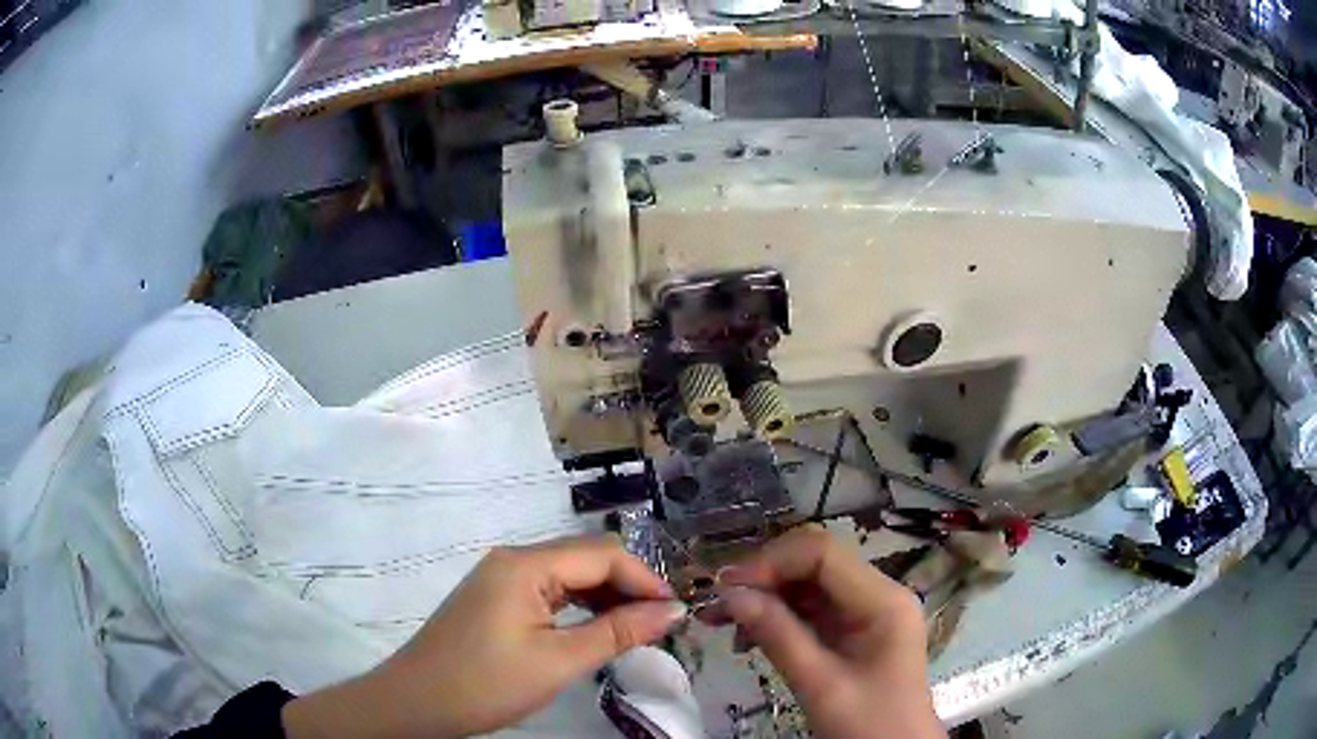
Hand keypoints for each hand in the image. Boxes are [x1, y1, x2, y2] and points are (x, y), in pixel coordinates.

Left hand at [283, 534, 687, 737]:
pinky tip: (595, 629)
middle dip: (628, 587)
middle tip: (660, 625)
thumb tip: (674, 612)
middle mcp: (512, 559)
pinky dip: (579, 607)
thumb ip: (618, 632)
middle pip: (585, 559)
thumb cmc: (486, 683)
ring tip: (635, 630)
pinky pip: (548, 591)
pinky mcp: (495, 598)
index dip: (646, 579)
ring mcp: (500, 578)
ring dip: (605, 598)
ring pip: (568, 575)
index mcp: (525, 564)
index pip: (603, 554)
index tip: (676, 614)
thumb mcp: (559, 661)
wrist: (416, 703)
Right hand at [710, 527, 943, 738]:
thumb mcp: (820, 685)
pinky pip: (811, 611)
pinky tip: (747, 637)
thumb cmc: (867, 724)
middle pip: (815, 565)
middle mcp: (878, 595)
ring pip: (809, 586)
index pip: (823, 554)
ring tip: (720, 622)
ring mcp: (867, 613)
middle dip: (764, 580)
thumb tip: (730, 596)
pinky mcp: (854, 632)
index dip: (772, 562)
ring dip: (765, 599)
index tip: (728, 588)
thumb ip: (778, 636)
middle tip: (717, 605)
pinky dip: (777, 619)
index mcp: (883, 600)